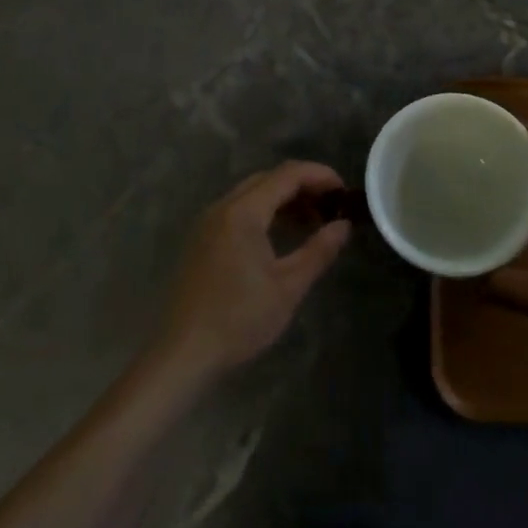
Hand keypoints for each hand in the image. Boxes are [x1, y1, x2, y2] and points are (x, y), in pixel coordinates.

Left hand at [158, 161, 351, 385]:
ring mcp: (208, 222)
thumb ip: (319, 250)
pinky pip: (238, 210)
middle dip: (303, 185)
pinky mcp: (202, 239)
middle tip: (331, 205)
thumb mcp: (288, 287)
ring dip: (283, 198)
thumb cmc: (239, 319)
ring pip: (252, 193)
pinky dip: (264, 212)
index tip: (345, 190)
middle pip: (268, 178)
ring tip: (313, 220)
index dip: (319, 175)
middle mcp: (222, 207)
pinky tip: (280, 235)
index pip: (287, 174)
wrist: (183, 354)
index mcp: (243, 212)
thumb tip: (344, 225)